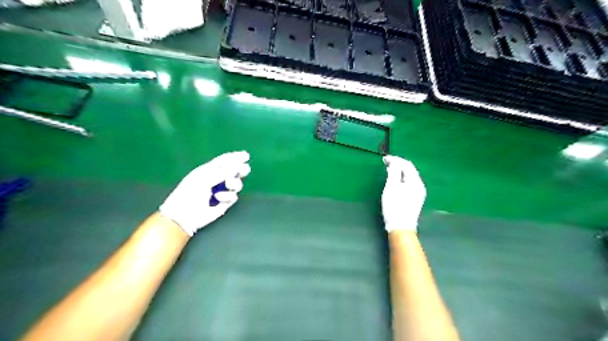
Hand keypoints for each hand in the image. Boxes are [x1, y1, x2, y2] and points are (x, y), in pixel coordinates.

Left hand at [159, 151, 251, 235]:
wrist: (185, 214)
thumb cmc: (190, 192)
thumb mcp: (206, 178)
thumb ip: (223, 171)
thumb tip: (239, 166)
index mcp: (210, 170)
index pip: (225, 160)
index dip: (236, 157)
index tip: (246, 156)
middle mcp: (218, 179)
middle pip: (235, 172)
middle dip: (241, 170)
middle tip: (243, 170)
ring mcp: (222, 191)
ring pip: (237, 184)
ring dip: (235, 183)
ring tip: (228, 184)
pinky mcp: (225, 203)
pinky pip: (233, 196)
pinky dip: (227, 196)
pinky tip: (218, 198)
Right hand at [381, 156, 423, 232]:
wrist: (400, 227)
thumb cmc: (395, 206)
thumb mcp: (391, 187)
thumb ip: (393, 172)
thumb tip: (394, 163)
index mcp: (415, 181)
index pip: (407, 164)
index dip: (396, 159)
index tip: (384, 159)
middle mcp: (420, 185)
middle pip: (409, 170)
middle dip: (398, 164)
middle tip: (385, 163)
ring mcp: (418, 193)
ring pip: (409, 177)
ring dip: (399, 171)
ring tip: (388, 170)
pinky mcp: (415, 199)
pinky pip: (408, 183)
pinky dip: (401, 179)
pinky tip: (394, 181)